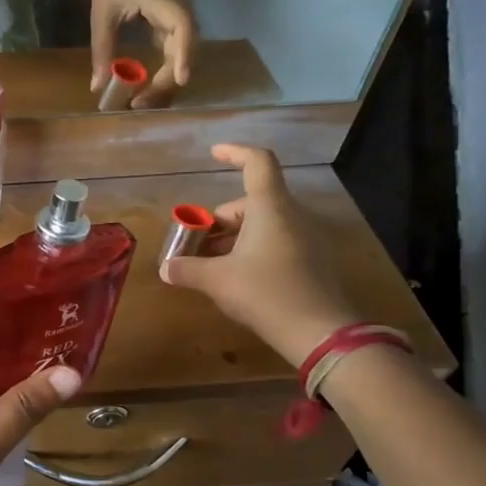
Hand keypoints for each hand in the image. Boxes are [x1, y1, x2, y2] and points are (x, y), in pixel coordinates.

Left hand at [89, 0, 194, 107]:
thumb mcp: (102, 14)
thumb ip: (102, 49)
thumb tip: (98, 87)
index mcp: (164, 2)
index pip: (183, 29)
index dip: (184, 54)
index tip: (180, 80)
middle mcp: (179, 13)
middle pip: (184, 51)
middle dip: (166, 81)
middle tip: (138, 104)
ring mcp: (178, 20)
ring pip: (181, 56)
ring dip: (165, 80)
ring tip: (141, 101)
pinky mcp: (172, 27)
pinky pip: (174, 53)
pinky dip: (163, 72)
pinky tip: (146, 88)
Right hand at [158, 144, 358, 365]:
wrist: (319, 332)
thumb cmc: (265, 292)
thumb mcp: (217, 280)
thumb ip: (187, 269)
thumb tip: (165, 268)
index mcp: (269, 208)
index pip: (257, 162)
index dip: (235, 153)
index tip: (213, 153)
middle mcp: (291, 215)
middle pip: (249, 202)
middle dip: (217, 220)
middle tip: (193, 245)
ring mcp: (305, 238)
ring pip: (261, 225)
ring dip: (231, 238)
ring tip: (208, 265)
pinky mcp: (311, 261)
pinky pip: (275, 242)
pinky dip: (250, 250)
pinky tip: (234, 278)